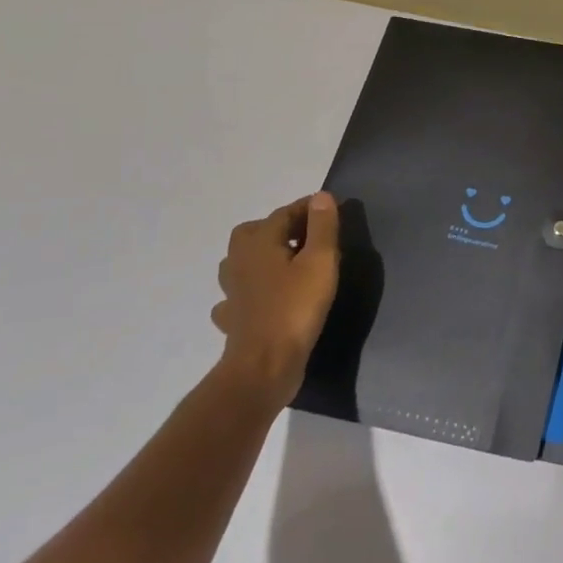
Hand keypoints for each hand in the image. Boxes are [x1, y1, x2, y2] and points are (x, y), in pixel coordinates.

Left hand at [212, 192, 340, 409]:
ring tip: (288, 263)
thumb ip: (322, 226)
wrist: (264, 366)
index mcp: (259, 243)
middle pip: (254, 232)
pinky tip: (265, 298)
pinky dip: (250, 291)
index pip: (284, 213)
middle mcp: (239, 262)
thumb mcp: (320, 262)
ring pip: (241, 262)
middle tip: (306, 235)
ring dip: (261, 257)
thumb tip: (321, 196)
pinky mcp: (233, 319)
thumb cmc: (296, 307)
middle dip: (278, 228)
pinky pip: (238, 296)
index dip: (308, 208)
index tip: (330, 208)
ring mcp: (232, 292)